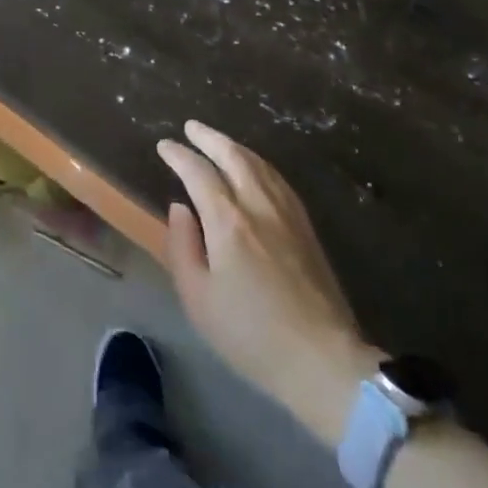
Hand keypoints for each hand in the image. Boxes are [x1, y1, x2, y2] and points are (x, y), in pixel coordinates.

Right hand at [159, 121, 379, 445]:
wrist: (322, 361)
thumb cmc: (251, 335)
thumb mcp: (198, 299)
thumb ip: (183, 247)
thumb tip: (180, 208)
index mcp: (228, 221)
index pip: (199, 173)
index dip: (179, 155)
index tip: (164, 145)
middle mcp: (258, 205)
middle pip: (233, 156)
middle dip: (209, 137)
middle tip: (191, 127)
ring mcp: (287, 213)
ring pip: (259, 163)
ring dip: (234, 146)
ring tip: (218, 141)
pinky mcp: (306, 226)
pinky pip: (278, 178)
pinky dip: (258, 163)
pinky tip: (254, 168)